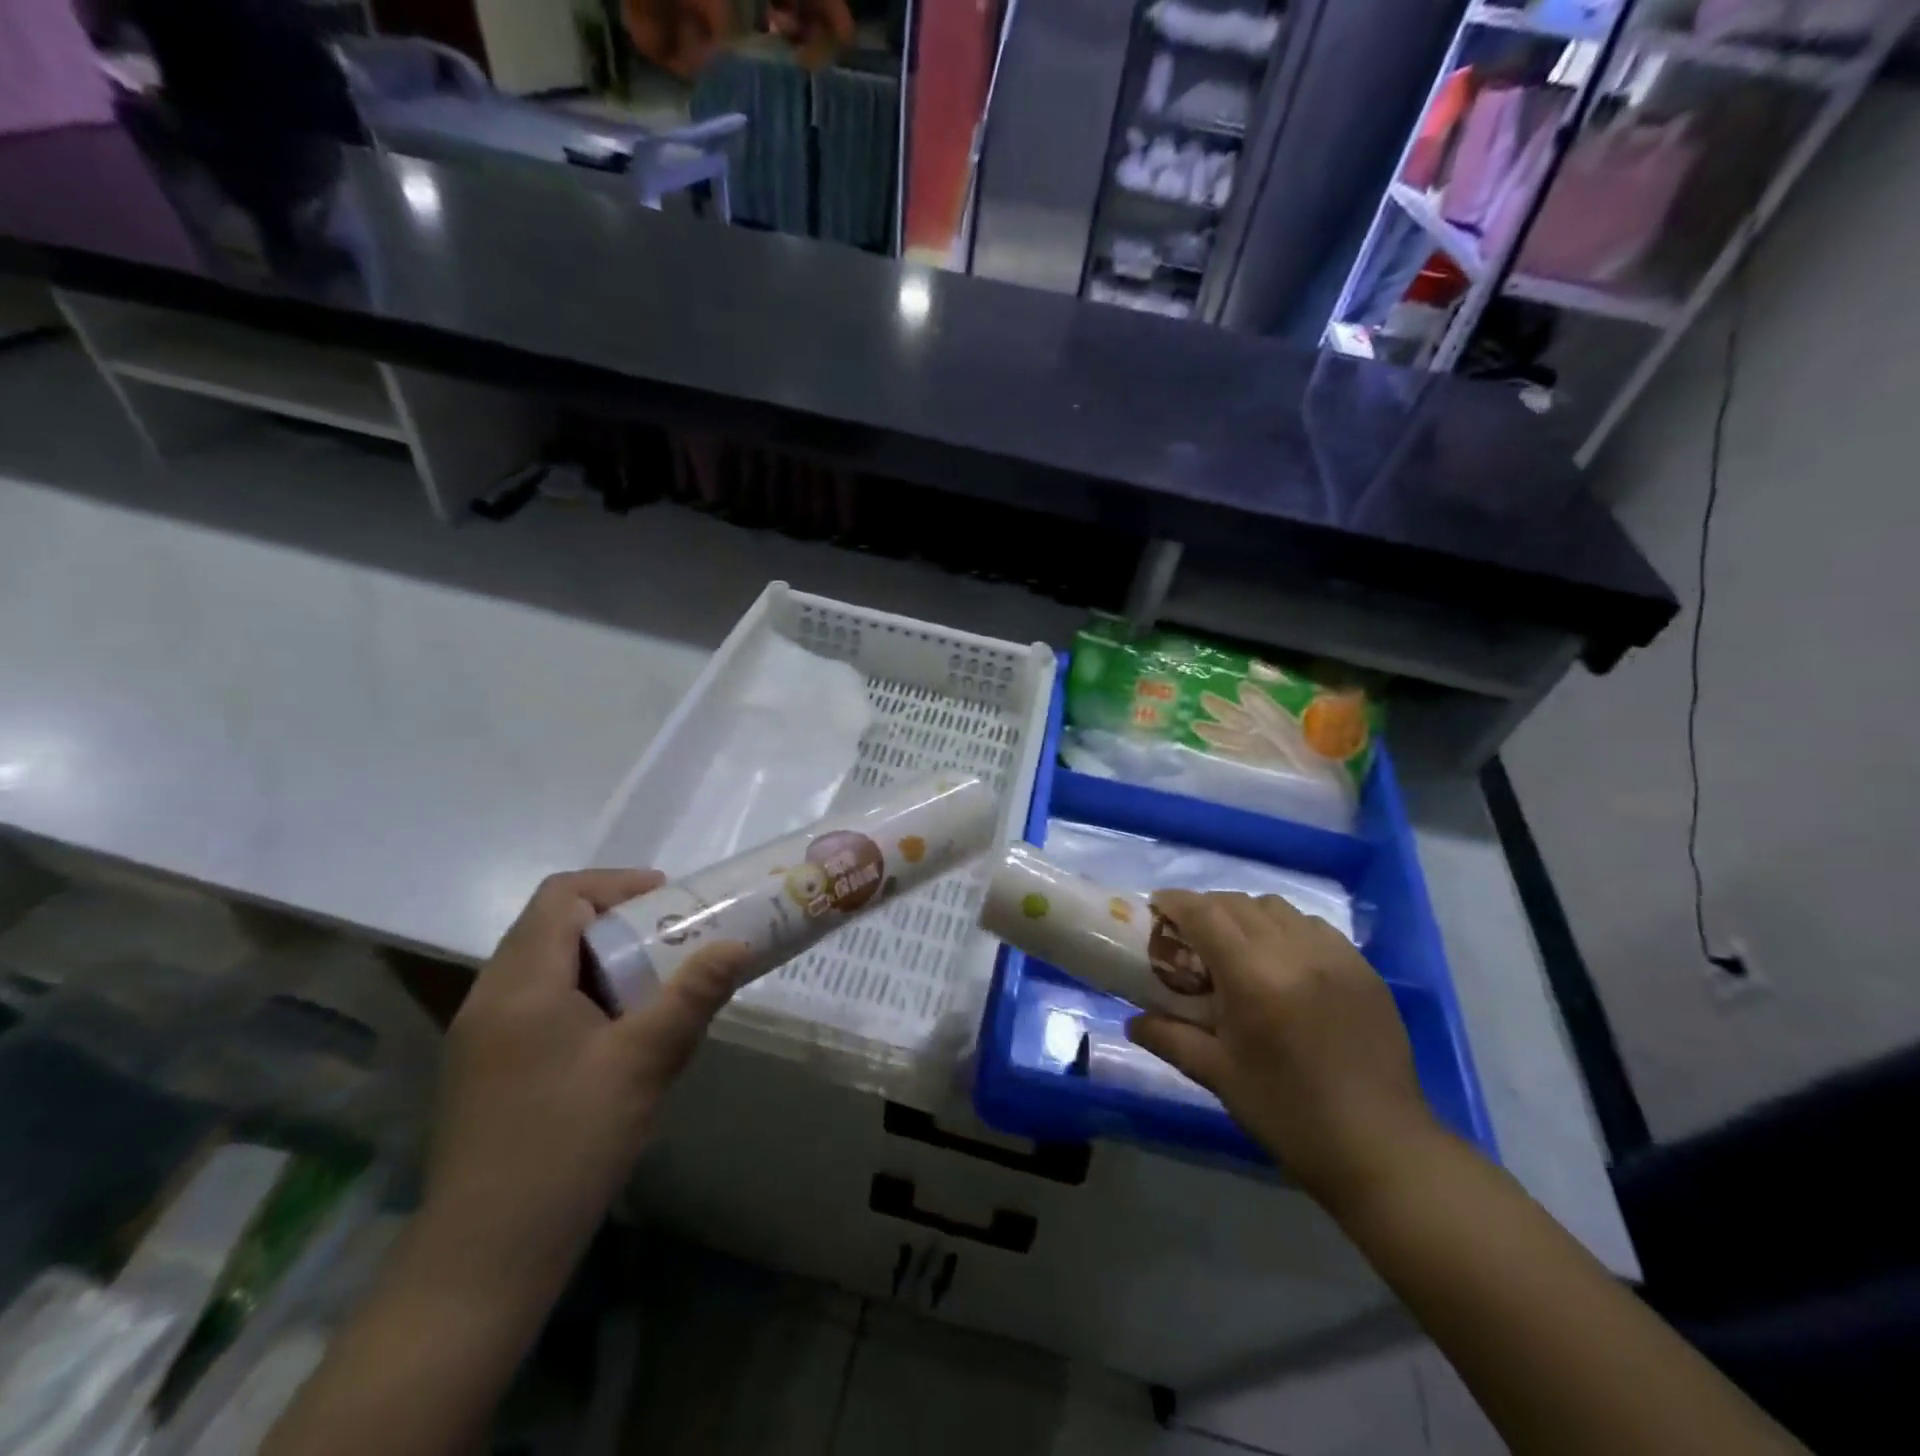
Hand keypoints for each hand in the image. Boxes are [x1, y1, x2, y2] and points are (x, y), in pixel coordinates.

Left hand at [417, 870, 747, 1312]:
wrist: (485, 1258)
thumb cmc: (568, 1146)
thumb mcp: (644, 1064)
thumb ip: (692, 997)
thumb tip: (738, 946)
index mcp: (521, 984)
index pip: (561, 896)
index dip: (617, 884)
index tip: (669, 901)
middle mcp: (489, 997)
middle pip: (550, 925)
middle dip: (615, 920)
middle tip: (672, 939)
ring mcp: (479, 1035)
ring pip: (542, 964)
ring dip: (599, 958)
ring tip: (653, 982)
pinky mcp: (482, 1068)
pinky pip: (534, 1001)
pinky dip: (579, 992)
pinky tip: (616, 1033)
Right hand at [1128, 890, 1442, 1212]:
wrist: (1380, 1148)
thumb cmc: (1287, 1113)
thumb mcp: (1219, 1075)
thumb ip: (1170, 1037)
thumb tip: (1133, 1021)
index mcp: (1253, 977)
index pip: (1204, 913)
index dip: (1175, 902)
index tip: (1156, 907)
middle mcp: (1294, 951)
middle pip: (1238, 903)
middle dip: (1207, 909)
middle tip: (1191, 936)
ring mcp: (1334, 955)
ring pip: (1277, 907)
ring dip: (1247, 916)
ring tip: (1238, 948)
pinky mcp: (1363, 967)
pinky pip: (1314, 926)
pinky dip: (1287, 929)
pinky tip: (1284, 962)